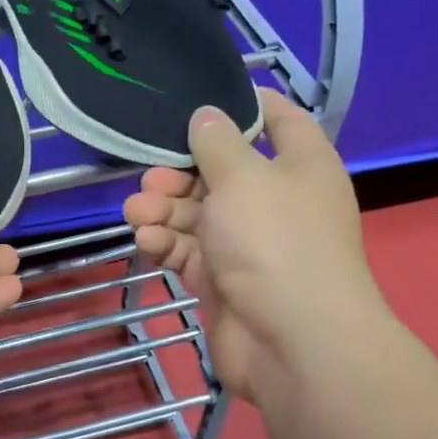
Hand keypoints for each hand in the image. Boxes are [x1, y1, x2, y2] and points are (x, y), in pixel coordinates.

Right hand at [122, 90, 391, 409]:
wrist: (292, 340)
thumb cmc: (275, 241)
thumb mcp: (244, 177)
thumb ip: (218, 142)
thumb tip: (207, 115)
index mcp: (300, 165)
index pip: (278, 120)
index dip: (245, 105)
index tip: (202, 98)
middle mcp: (275, 200)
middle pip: (220, 171)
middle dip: (180, 171)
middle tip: (150, 178)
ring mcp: (248, 243)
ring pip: (197, 213)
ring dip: (164, 210)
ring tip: (137, 213)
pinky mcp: (222, 278)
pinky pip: (188, 250)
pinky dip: (166, 243)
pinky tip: (146, 241)